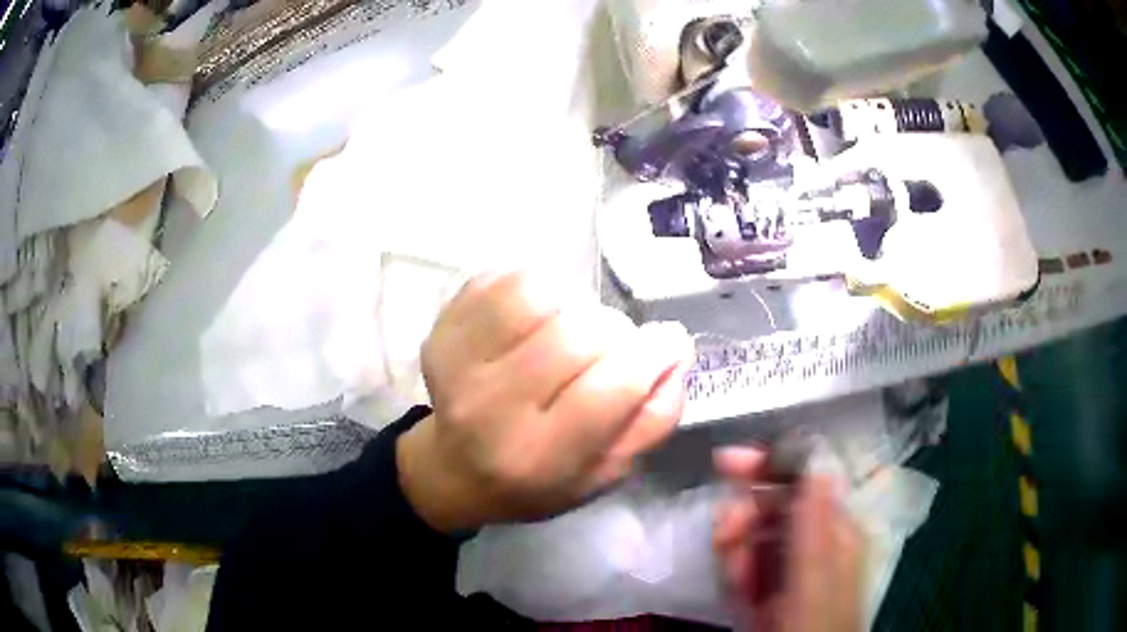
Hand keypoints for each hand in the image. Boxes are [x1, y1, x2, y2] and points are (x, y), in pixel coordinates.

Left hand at [397, 270, 694, 531]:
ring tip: (573, 325)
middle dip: (614, 331)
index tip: (668, 341)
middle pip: (575, 335)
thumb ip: (651, 421)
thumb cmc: (539, 480)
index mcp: (537, 457)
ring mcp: (457, 363)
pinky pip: (502, 279)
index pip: (607, 389)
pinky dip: (536, 285)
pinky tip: (540, 314)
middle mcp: (490, 409)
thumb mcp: (605, 473)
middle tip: (615, 345)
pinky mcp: (442, 330)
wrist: (455, 469)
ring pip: (535, 294)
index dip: (652, 354)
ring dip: (572, 301)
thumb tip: (677, 352)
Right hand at [713, 448, 865, 631]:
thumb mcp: (816, 574)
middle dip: (746, 512)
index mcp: (838, 529)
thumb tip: (818, 454)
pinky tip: (736, 586)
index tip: (729, 462)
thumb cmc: (815, 621)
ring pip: (756, 536)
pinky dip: (736, 571)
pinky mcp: (768, 590)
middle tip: (724, 528)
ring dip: (737, 545)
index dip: (771, 465)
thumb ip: (815, 519)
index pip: (807, 480)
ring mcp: (790, 567)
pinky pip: (746, 566)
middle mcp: (816, 541)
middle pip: (776, 507)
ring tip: (732, 568)